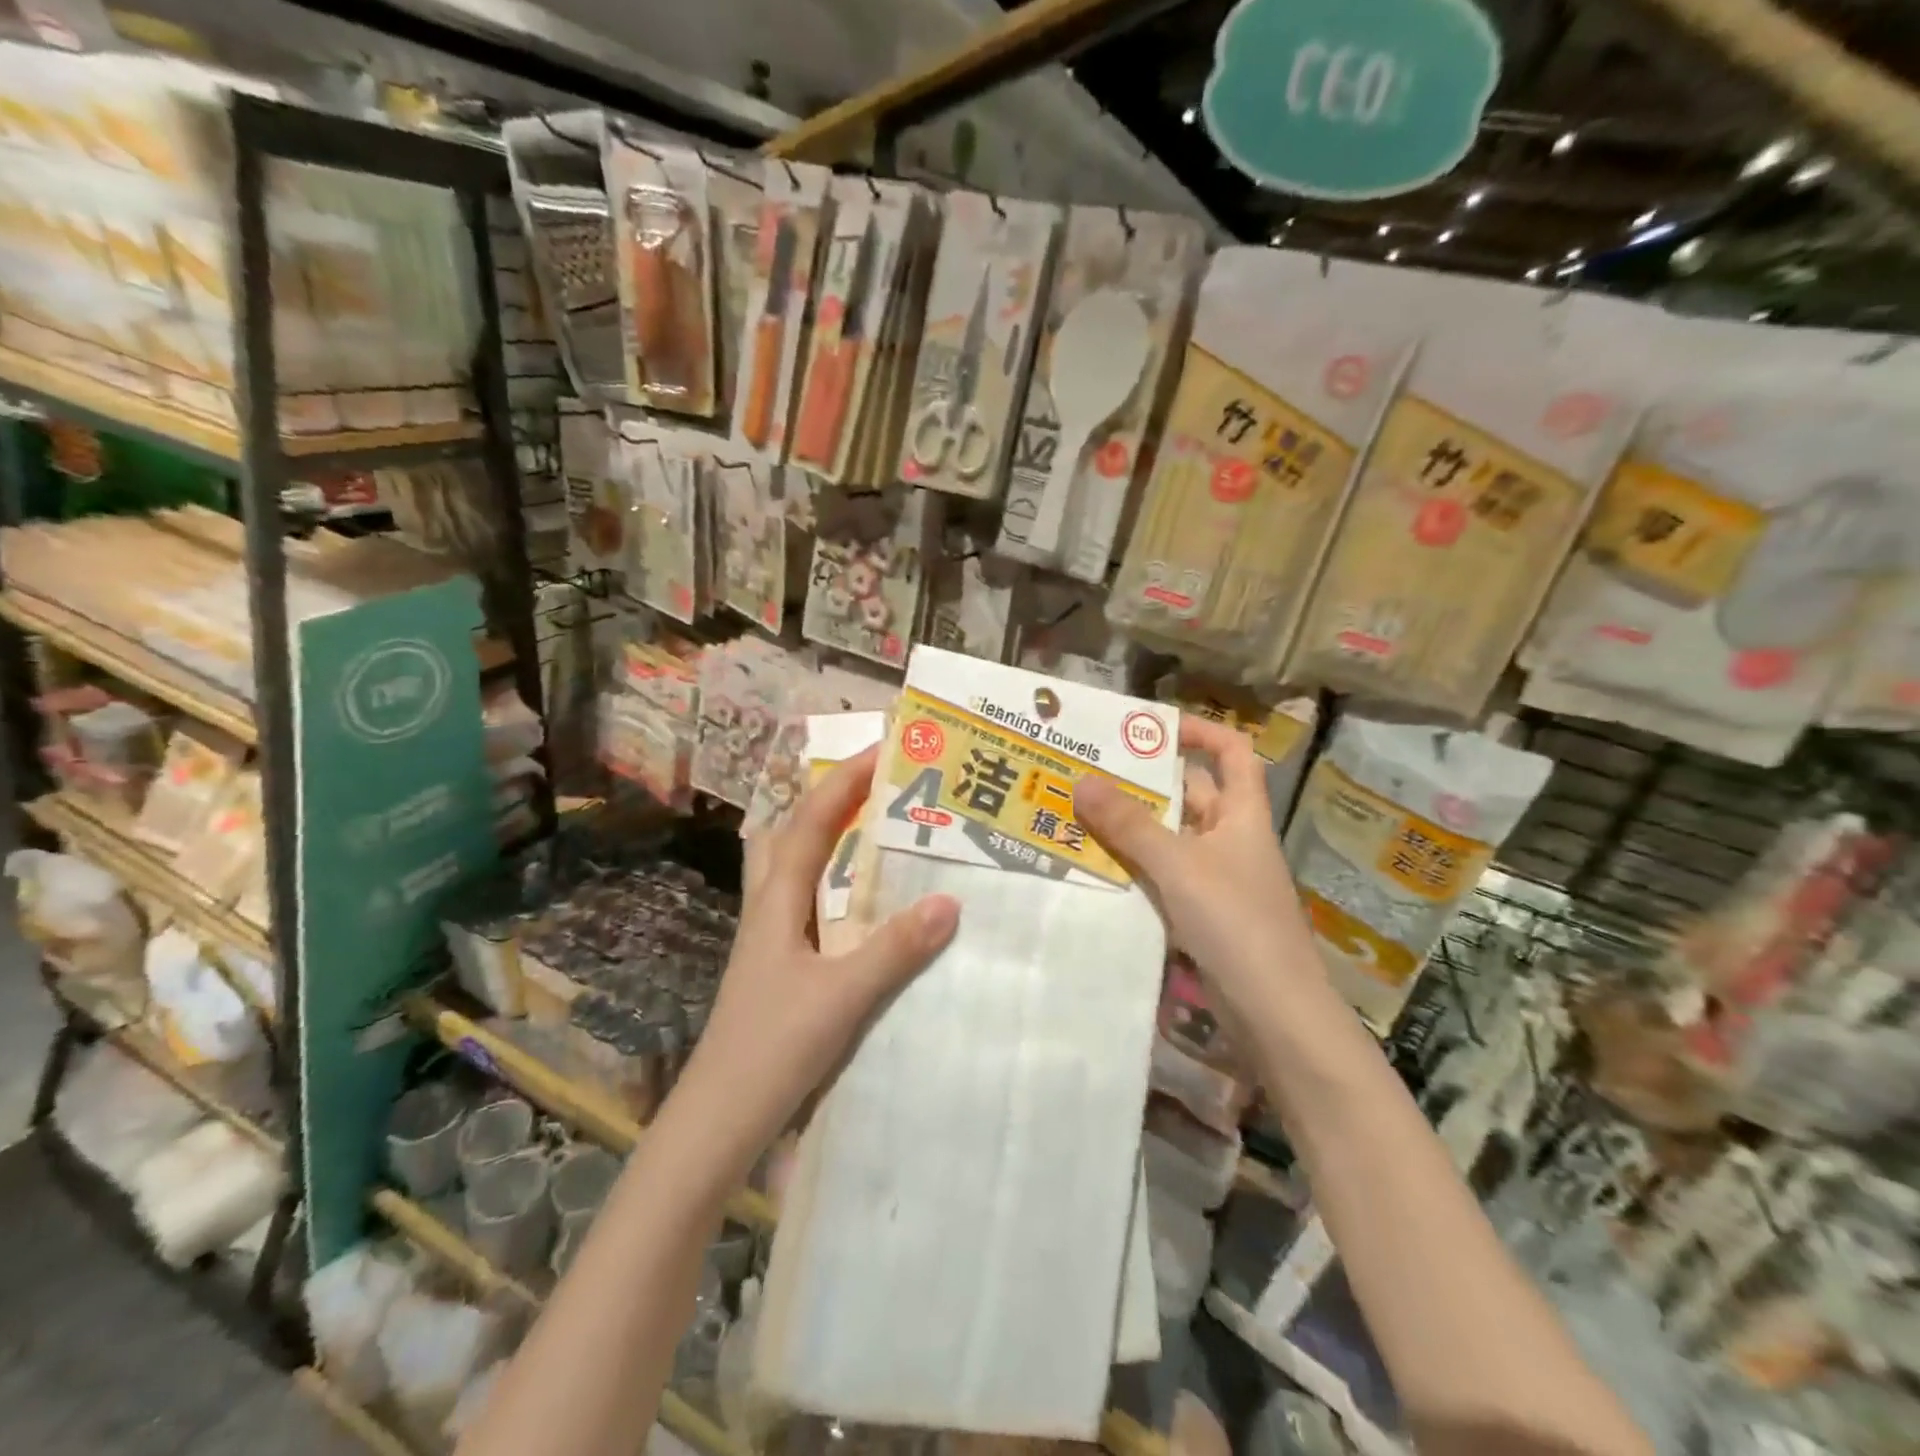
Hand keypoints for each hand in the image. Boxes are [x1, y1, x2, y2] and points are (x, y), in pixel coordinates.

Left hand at [675, 746, 959, 1172]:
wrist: (720, 1119)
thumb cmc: (773, 1049)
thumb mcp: (842, 997)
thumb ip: (895, 949)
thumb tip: (951, 901)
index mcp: (777, 900)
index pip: (813, 821)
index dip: (847, 780)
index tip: (885, 748)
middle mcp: (769, 907)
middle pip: (789, 832)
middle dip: (829, 798)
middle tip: (876, 784)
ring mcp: (769, 937)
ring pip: (791, 867)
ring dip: (825, 836)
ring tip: (870, 829)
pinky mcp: (777, 965)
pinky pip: (805, 903)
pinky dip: (831, 882)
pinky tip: (861, 904)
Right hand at [1072, 717, 1321, 1023]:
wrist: (1272, 1011)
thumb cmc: (1235, 922)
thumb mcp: (1178, 865)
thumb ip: (1130, 825)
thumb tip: (1082, 780)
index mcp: (1242, 814)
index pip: (1232, 752)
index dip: (1199, 731)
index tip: (1150, 728)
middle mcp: (1230, 838)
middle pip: (1189, 794)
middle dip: (1144, 781)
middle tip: (1089, 769)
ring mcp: (1215, 878)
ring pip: (1169, 837)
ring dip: (1131, 825)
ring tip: (1078, 809)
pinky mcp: (1200, 912)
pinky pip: (1162, 874)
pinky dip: (1133, 864)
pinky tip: (1095, 863)